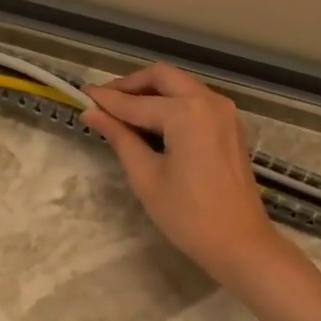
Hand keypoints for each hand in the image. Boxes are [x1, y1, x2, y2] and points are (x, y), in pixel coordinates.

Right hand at [84, 64, 288, 286]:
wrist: (240, 243)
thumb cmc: (188, 216)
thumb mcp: (146, 177)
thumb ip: (119, 138)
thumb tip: (92, 114)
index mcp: (186, 112)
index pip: (136, 102)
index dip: (106, 100)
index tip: (81, 95)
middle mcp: (208, 100)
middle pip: (163, 77)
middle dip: (131, 85)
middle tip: (104, 101)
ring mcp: (224, 111)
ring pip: (181, 84)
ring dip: (152, 91)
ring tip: (123, 111)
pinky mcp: (231, 124)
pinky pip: (196, 99)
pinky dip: (172, 101)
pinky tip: (152, 121)